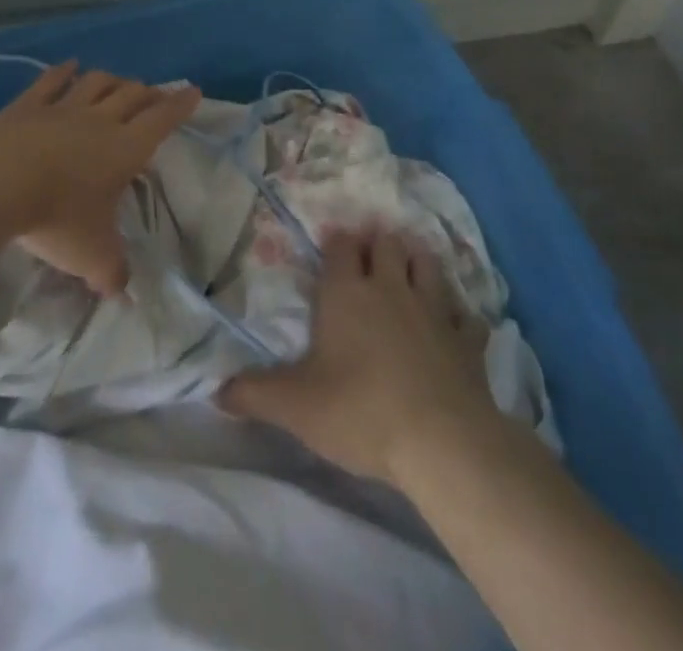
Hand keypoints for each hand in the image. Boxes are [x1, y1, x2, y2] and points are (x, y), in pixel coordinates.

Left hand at [0, 62, 199, 294]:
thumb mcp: (90, 255)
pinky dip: (64, 72)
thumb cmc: (54, 216)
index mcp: (125, 149)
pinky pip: (51, 82)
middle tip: (156, 95)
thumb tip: (121, 292)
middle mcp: (99, 121)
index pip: (161, 120)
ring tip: (120, 81)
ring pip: (96, 84)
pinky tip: (69, 66)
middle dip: (149, 93)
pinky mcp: (25, 106)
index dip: (180, 106)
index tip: (193, 90)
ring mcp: (61, 108)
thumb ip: (111, 272)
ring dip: (113, 80)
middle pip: (132, 96)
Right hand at [219, 228, 496, 484]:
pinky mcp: (466, 339)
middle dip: (378, 242)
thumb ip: (255, 394)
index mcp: (347, 293)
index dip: (337, 242)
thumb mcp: (296, 407)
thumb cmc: (360, 411)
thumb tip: (215, 390)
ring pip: (427, 264)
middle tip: (371, 251)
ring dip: (418, 261)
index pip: (341, 247)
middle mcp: (390, 288)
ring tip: (411, 265)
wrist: (442, 441)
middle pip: (386, 244)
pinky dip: (460, 314)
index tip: (333, 244)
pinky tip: (456, 323)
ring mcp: (433, 309)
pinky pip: (466, 315)